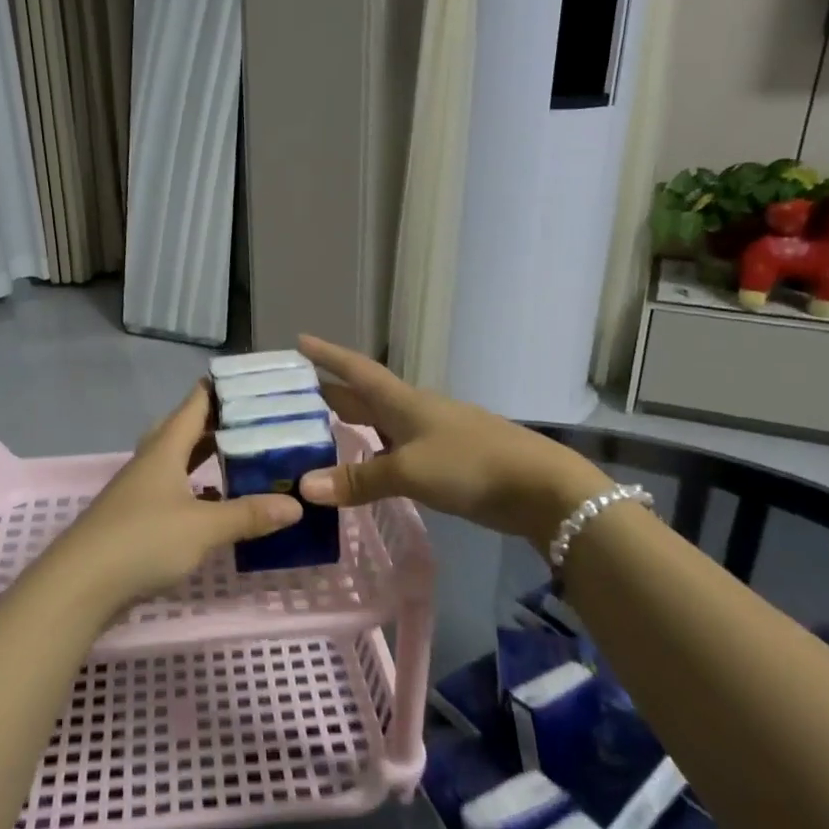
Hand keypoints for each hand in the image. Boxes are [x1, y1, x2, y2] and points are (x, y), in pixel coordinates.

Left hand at [41, 384, 301, 612]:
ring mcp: (140, 489)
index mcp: (165, 448)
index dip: (221, 388)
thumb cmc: (142, 541)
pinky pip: (173, 490)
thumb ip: (248, 514)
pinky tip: (214, 502)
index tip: (254, 382)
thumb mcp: (203, 527)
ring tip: (243, 455)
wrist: (80, 584)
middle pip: (186, 429)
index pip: (195, 403)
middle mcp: (151, 461)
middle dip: (220, 422)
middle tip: (258, 420)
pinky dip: (196, 489)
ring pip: (178, 460)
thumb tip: (296, 505)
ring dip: (207, 456)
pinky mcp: (136, 517)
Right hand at [296, 336, 612, 542]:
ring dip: (350, 426)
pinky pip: (395, 450)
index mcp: (402, 401)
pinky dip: (372, 455)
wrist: (538, 486)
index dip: (327, 355)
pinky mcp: (443, 461)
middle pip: (363, 397)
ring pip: (379, 425)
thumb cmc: (470, 464)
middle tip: (290, 398)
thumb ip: (358, 479)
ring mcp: (430, 436)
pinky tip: (361, 468)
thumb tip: (304, 487)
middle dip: (329, 394)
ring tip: (316, 434)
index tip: (299, 341)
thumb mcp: (408, 471)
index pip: (356, 370)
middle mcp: (412, 412)